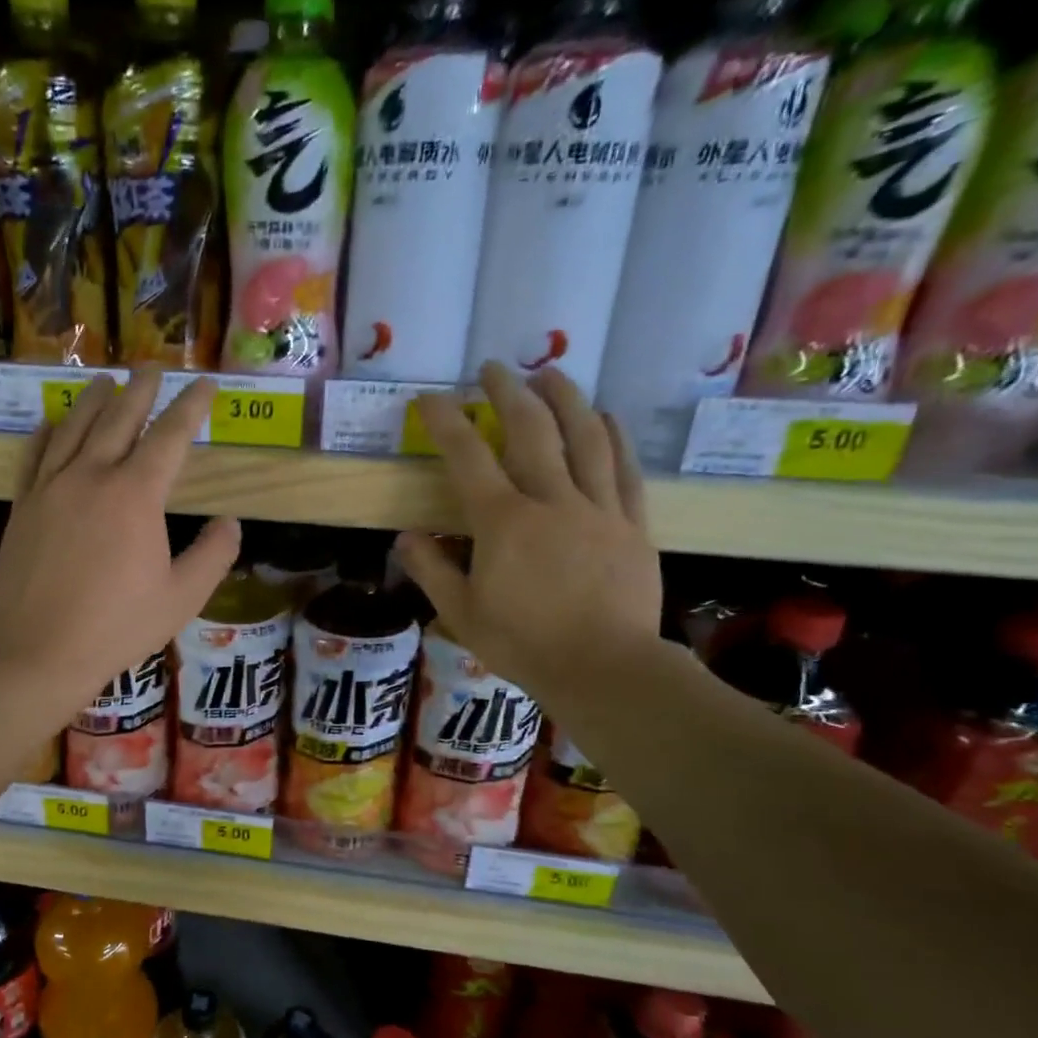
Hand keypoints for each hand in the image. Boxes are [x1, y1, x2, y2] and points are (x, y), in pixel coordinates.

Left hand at [0, 368, 239, 711]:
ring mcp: (51, 488)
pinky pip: (34, 456)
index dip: (191, 407)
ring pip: (74, 428)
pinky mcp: (23, 506)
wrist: (39, 649)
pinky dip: (46, 433)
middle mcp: (92, 476)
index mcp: (136, 495)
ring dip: (92, 400)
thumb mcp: (182, 597)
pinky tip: (51, 423)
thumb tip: (231, 522)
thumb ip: (213, 554)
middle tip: (152, 368)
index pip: (170, 436)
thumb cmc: (118, 626)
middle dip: (141, 390)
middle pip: (119, 419)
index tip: (205, 385)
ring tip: (103, 380)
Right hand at [393, 362, 661, 695]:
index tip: (430, 398)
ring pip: (584, 438)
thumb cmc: (524, 644)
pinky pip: (623, 470)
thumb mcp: (462, 614)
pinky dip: (613, 437)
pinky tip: (605, 417)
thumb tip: (405, 537)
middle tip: (494, 368)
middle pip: (531, 430)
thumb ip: (432, 571)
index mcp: (503, 522)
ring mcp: (597, 509)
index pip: (468, 457)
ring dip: (565, 398)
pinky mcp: (631, 524)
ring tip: (550, 373)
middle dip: (508, 392)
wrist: (604, 668)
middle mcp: (551, 501)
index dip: (446, 422)